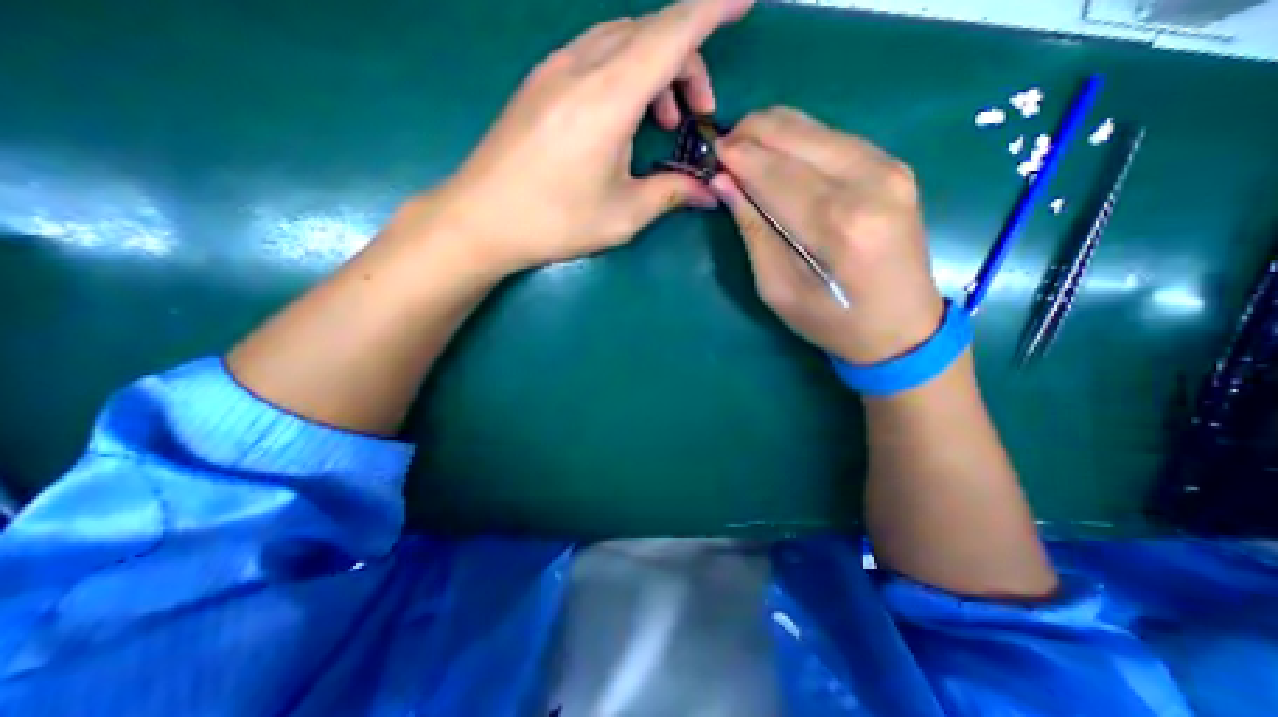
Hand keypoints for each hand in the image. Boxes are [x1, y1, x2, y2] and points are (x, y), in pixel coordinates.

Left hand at [421, 0, 751, 273]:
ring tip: (664, 120)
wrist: (481, 218)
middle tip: (697, 114)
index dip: (714, 7)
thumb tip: (707, 192)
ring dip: (655, 69)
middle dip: (688, 61)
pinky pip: (595, 55)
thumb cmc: (555, 221)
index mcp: (609, 97)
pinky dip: (625, 74)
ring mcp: (554, 69)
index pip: (673, 32)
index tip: (744, 1)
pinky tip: (624, 117)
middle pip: (650, 32)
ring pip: (622, 40)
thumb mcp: (623, 215)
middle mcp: (582, 66)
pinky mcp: (540, 83)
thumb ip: (671, 194)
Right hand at [716, 110, 940, 366]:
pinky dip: (799, 141)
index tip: (709, 151)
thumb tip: (724, 182)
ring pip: (815, 127)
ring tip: (745, 152)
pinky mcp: (895, 167)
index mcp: (836, 224)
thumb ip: (752, 230)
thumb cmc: (831, 320)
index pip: (774, 172)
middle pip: (796, 135)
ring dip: (773, 133)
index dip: (737, 156)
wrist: (902, 327)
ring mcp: (889, 168)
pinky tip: (781, 158)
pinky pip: (835, 137)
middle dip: (751, 133)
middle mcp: (868, 182)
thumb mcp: (777, 288)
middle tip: (724, 149)